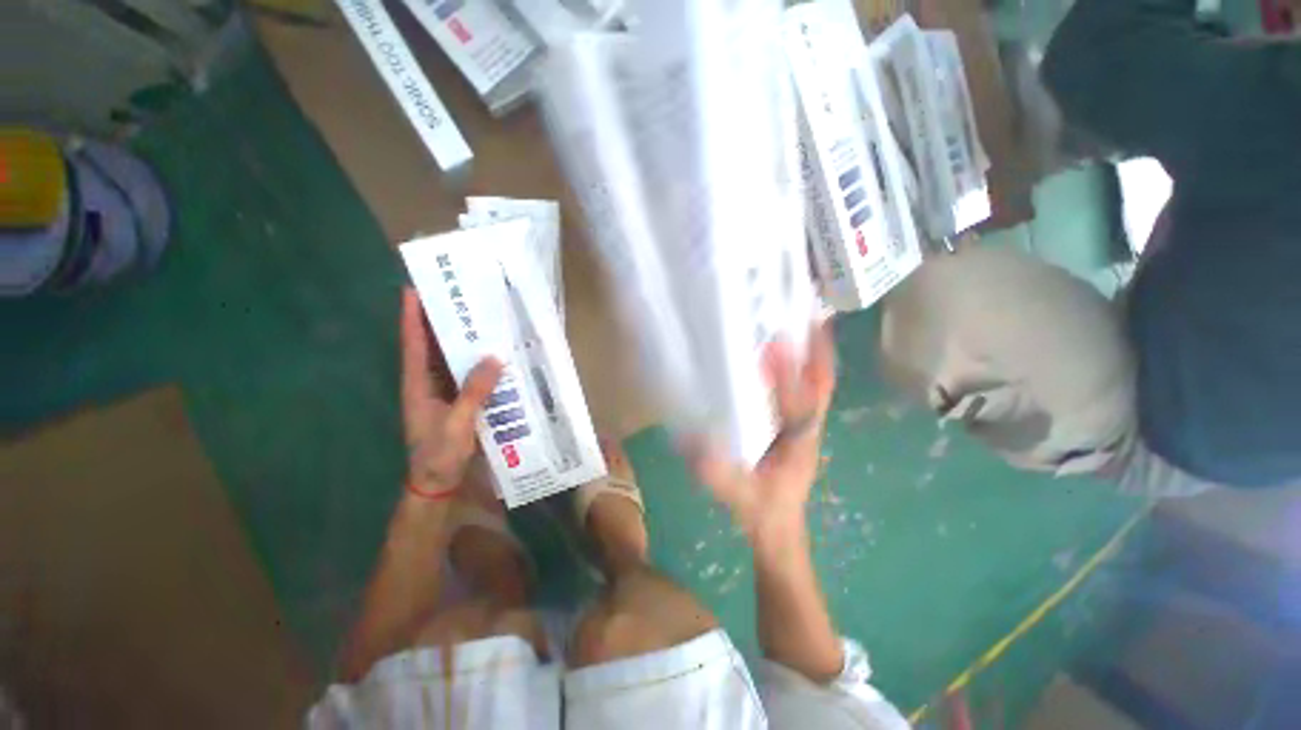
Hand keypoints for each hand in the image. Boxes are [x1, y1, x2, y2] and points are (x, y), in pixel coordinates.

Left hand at [400, 288, 502, 497]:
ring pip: (449, 360)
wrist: (437, 483)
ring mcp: (442, 393)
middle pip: (431, 346)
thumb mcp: (457, 423)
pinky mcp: (457, 402)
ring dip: (461, 341)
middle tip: (460, 298)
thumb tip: (494, 357)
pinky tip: (492, 355)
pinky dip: (476, 363)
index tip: (414, 289)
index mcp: (418, 385)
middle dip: (441, 321)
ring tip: (479, 319)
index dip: (412, 317)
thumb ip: (474, 392)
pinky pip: (466, 375)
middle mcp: (427, 383)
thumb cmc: (439, 454)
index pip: (414, 345)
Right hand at [691, 321, 836, 540]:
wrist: (778, 527)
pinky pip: (803, 390)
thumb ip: (719, 476)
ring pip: (816, 384)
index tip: (774, 345)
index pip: (799, 405)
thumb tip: (693, 445)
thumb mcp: (740, 498)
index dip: (788, 376)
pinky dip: (799, 368)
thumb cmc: (764, 512)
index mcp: (799, 443)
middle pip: (821, 383)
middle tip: (805, 315)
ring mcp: (805, 425)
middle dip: (817, 350)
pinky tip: (780, 353)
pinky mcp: (794, 424)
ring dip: (811, 354)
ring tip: (800, 322)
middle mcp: (808, 428)